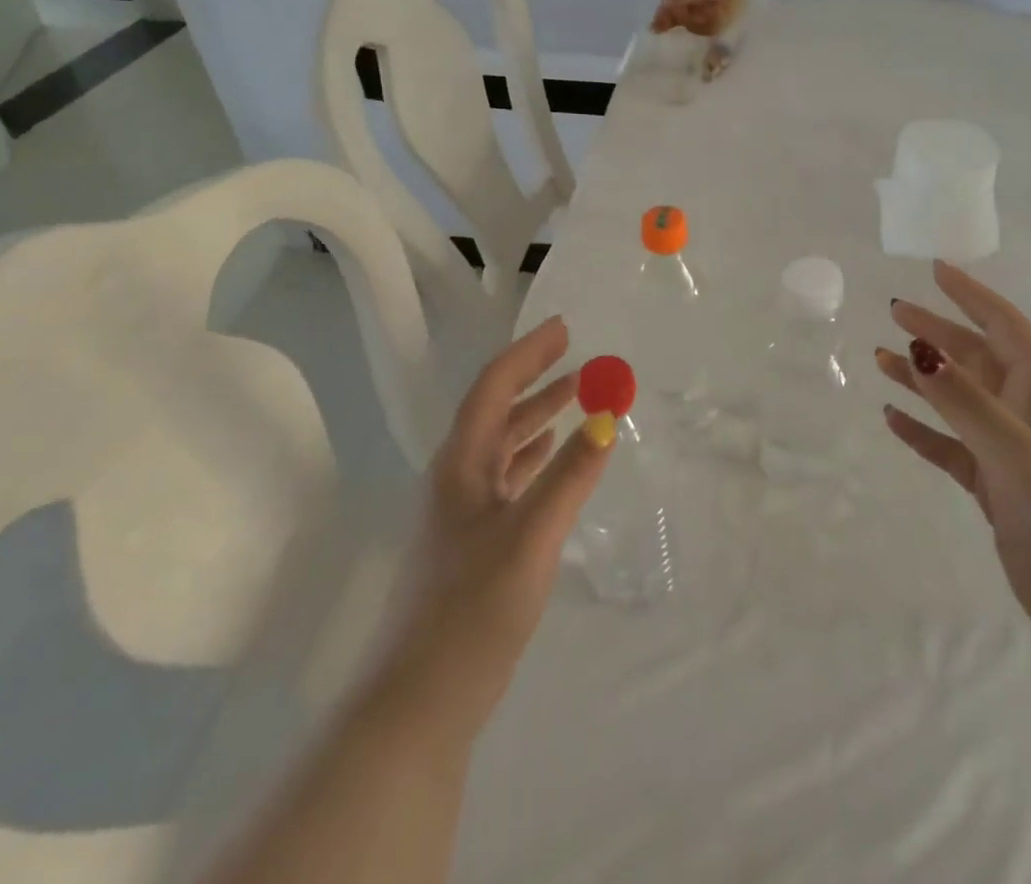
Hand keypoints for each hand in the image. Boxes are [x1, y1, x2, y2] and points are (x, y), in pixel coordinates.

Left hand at [381, 317, 610, 741]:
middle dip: (536, 377)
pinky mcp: (476, 541)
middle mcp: (458, 477)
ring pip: (505, 443)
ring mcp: (465, 511)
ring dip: (539, 414)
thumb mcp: (530, 537)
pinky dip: (535, 454)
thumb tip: (608, 420)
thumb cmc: (472, 610)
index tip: (564, 328)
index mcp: (461, 465)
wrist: (421, 701)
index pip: (493, 389)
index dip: (527, 354)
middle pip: (497, 409)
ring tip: (577, 395)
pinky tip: (554, 454)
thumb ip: (570, 477)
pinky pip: (510, 476)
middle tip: (576, 354)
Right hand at [876, 262, 1030, 656]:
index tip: (937, 270)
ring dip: (923, 380)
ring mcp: (1010, 451)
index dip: (972, 295)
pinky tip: (893, 420)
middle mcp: (1026, 413)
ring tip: (880, 360)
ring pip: (958, 402)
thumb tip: (918, 350)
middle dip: (937, 333)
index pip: (1004, 326)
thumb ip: (964, 401)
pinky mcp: (996, 487)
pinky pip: (952, 446)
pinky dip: (924, 431)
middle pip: (975, 359)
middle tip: (895, 312)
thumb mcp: (1014, 450)